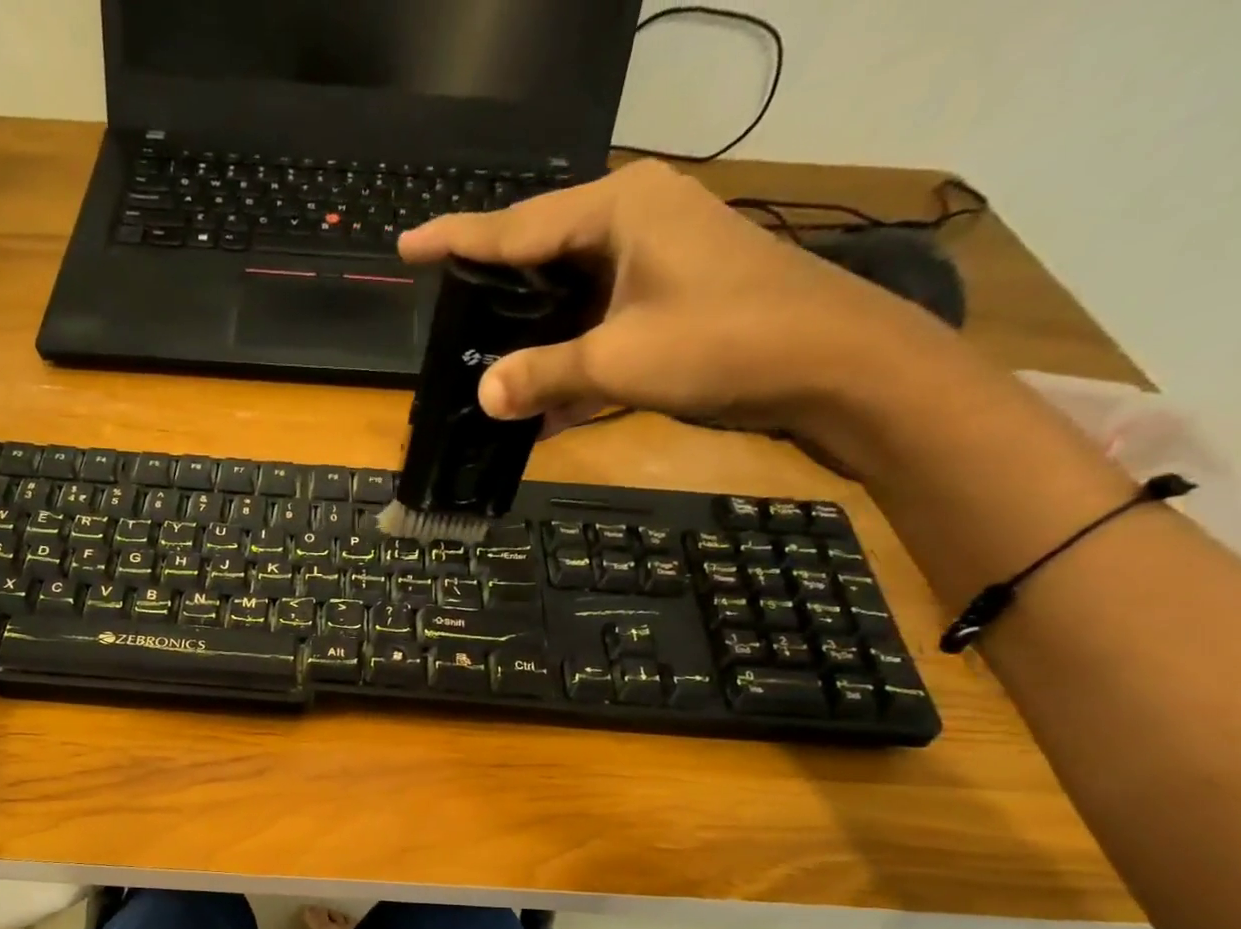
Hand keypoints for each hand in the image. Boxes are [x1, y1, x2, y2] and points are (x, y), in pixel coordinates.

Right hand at [399, 159, 953, 437]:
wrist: (832, 365)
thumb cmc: (725, 342)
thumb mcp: (619, 361)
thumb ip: (544, 375)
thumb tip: (483, 395)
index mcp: (619, 208)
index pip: (517, 225)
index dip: (457, 239)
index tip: (407, 248)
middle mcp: (634, 220)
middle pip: (542, 256)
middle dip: (494, 293)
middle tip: (444, 318)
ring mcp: (656, 260)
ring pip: (570, 297)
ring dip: (533, 340)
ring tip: (484, 368)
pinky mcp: (671, 299)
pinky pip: (600, 325)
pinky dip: (572, 362)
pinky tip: (544, 408)